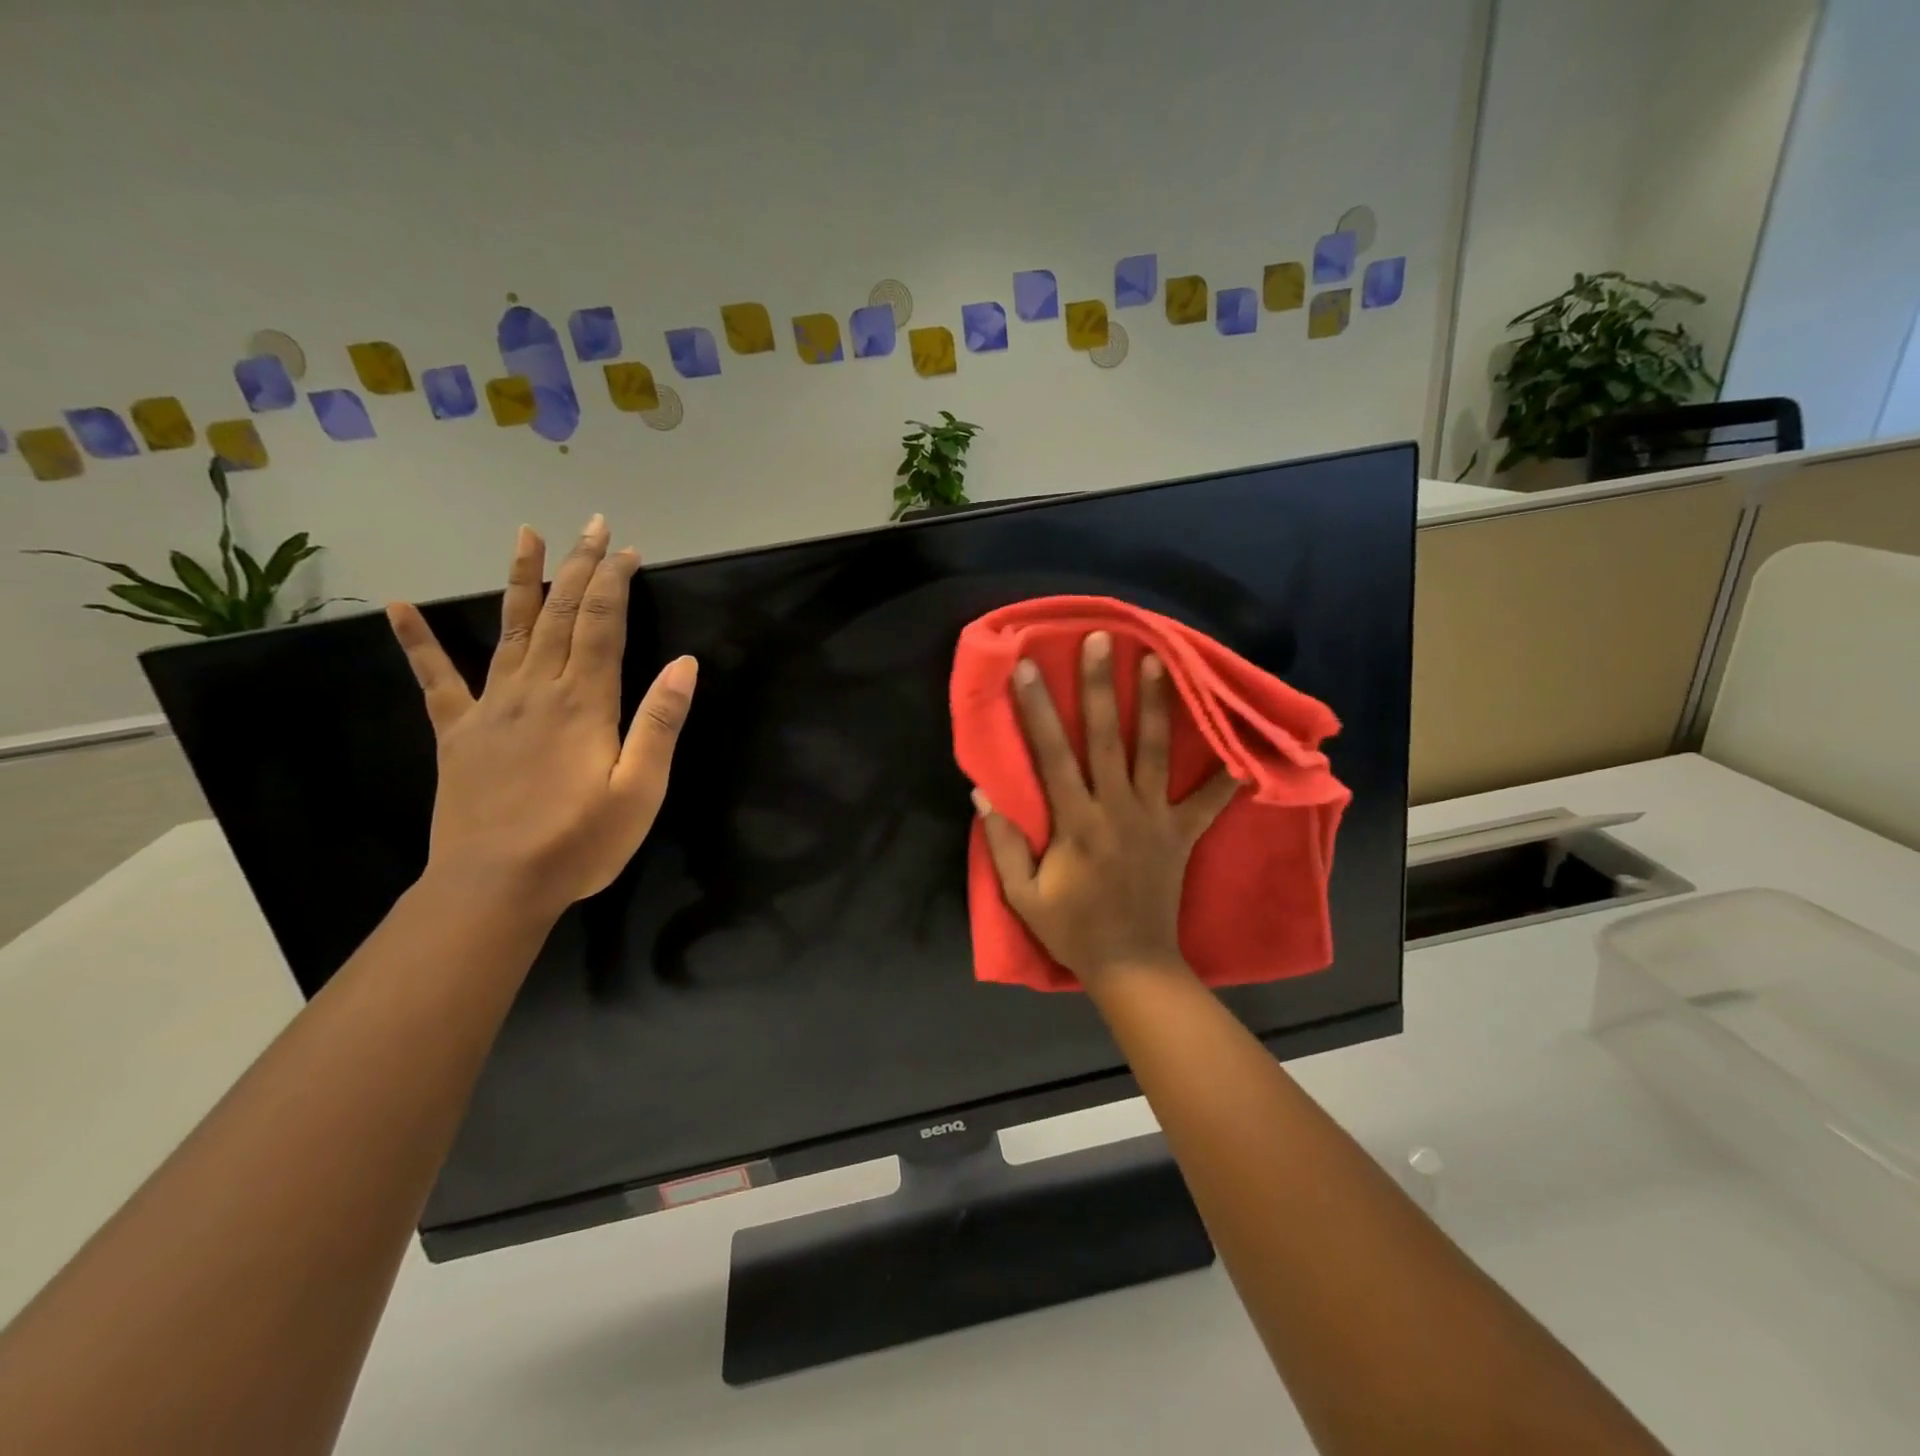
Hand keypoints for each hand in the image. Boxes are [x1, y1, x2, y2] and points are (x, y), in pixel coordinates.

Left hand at [387, 515, 696, 920]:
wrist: (494, 887)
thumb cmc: (580, 843)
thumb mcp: (641, 790)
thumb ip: (660, 723)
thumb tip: (686, 664)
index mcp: (584, 702)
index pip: (603, 625)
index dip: (616, 583)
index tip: (628, 551)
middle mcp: (536, 690)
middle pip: (561, 614)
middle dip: (580, 567)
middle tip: (593, 526)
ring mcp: (491, 707)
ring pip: (510, 629)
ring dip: (521, 580)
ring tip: (527, 535)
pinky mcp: (458, 733)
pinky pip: (436, 680)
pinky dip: (417, 643)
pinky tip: (397, 608)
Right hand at [975, 631, 1238, 986]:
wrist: (1131, 965)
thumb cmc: (1072, 929)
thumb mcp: (1023, 896)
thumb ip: (1003, 844)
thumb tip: (982, 794)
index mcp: (1076, 823)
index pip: (1052, 756)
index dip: (1037, 710)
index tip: (1029, 668)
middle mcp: (1117, 810)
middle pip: (1106, 739)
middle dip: (1101, 687)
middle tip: (1103, 640)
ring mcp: (1155, 819)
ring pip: (1156, 754)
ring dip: (1156, 706)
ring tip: (1160, 661)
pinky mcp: (1182, 834)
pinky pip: (1209, 800)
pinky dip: (1227, 772)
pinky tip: (1243, 741)